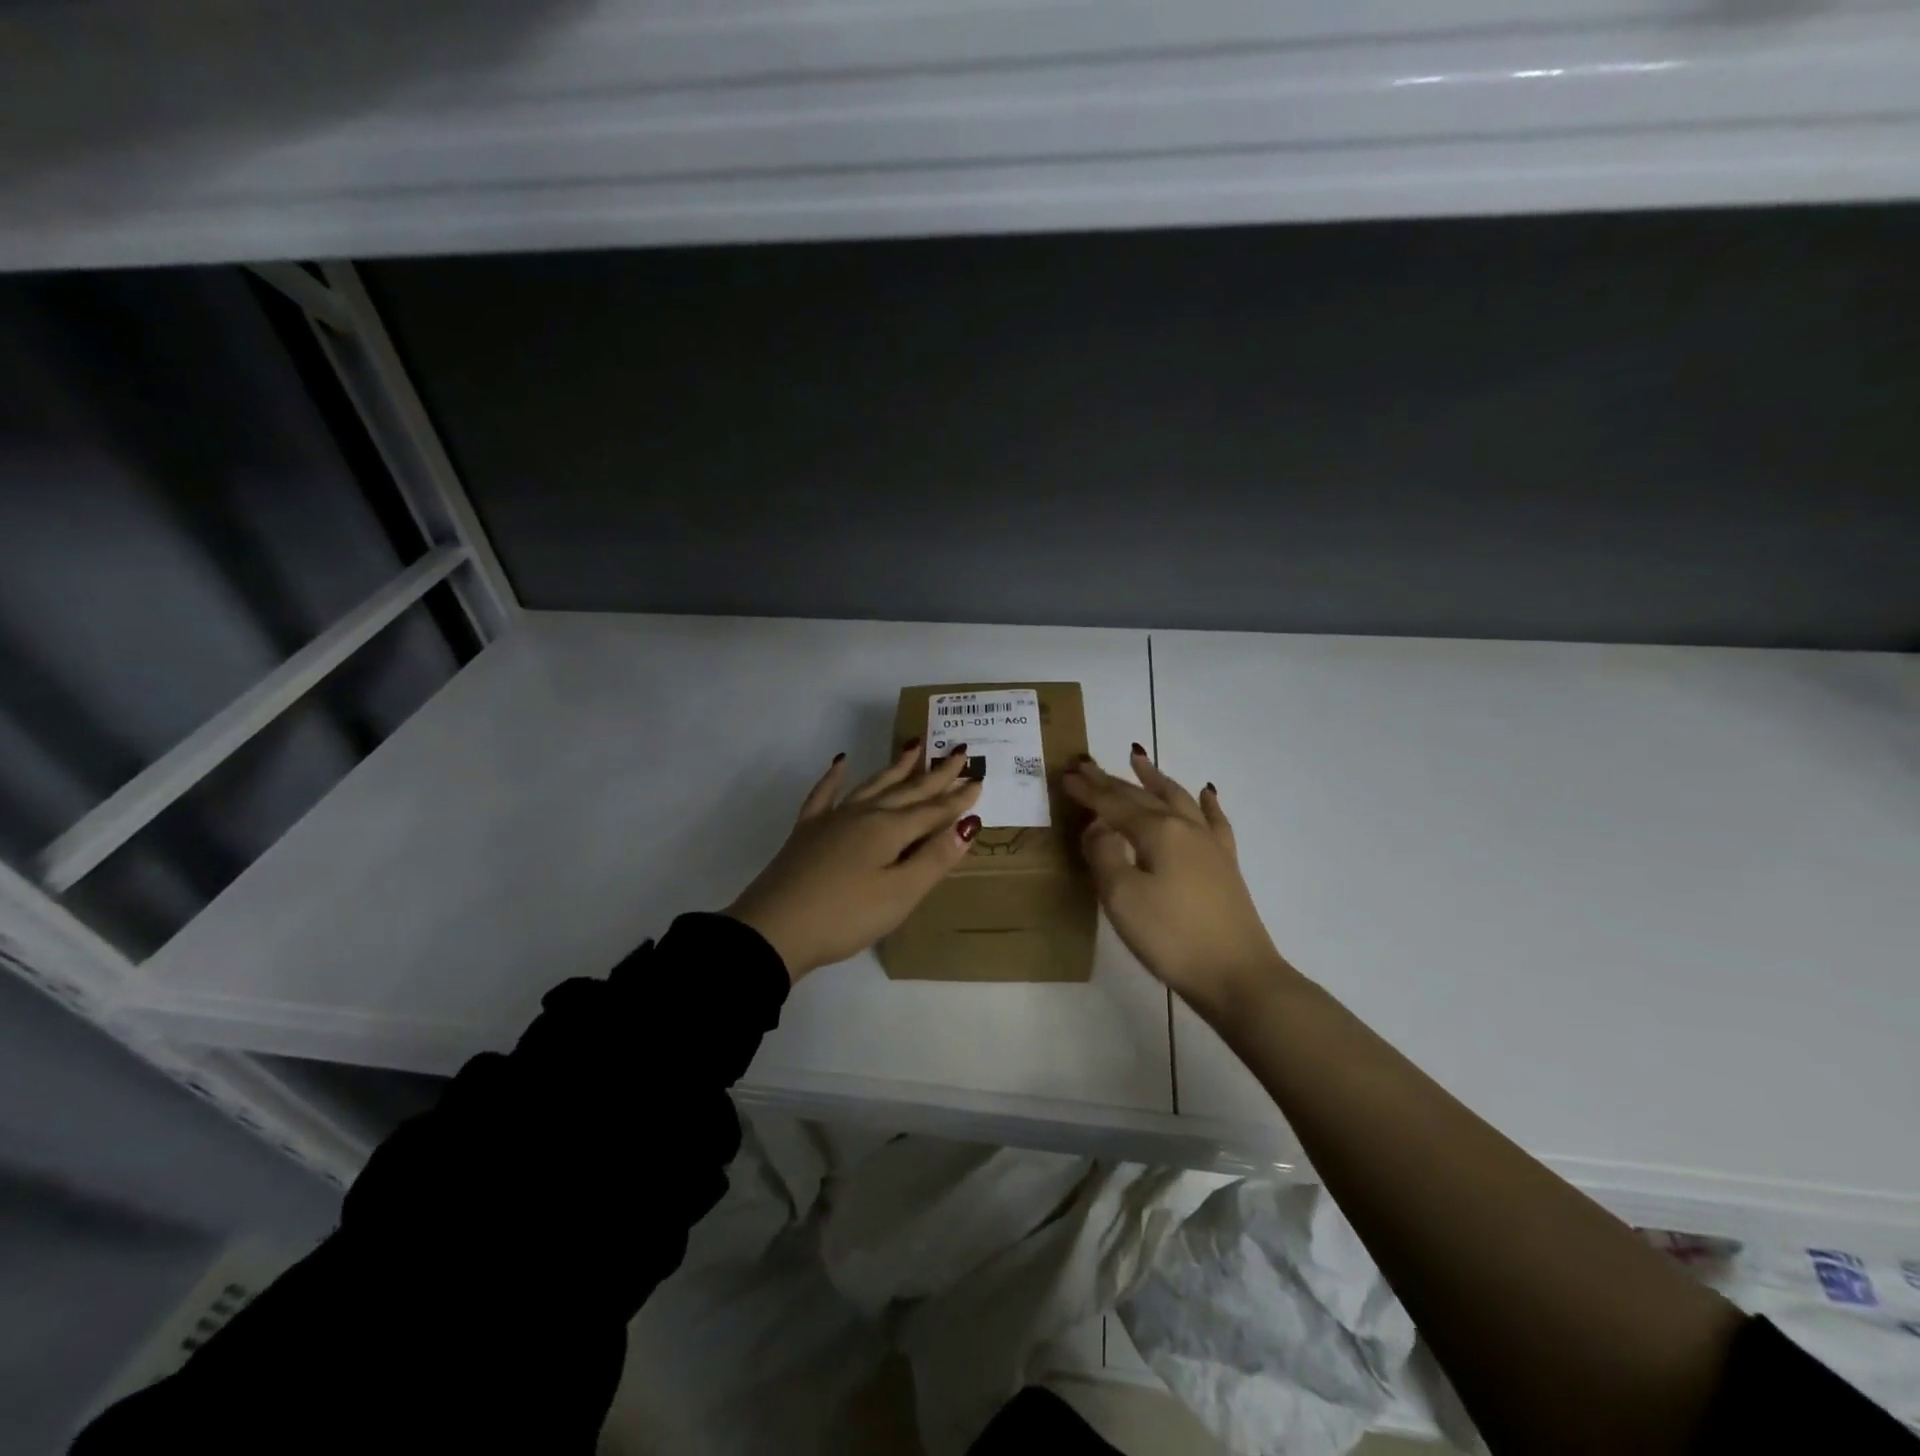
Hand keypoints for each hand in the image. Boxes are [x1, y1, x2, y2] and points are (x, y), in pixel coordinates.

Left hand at [726, 742, 984, 980]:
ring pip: (873, 784)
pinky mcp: (807, 831)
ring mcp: (832, 819)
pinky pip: (825, 794)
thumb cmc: (846, 916)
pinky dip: (834, 777)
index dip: (958, 798)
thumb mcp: (900, 893)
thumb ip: (935, 858)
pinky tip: (840, 762)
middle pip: (907, 790)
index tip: (979, 778)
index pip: (933, 810)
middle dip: (935, 773)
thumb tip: (969, 823)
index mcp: (890, 829)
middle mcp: (864, 814)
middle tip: (959, 750)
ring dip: (896, 767)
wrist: (774, 930)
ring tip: (915, 745)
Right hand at [1063, 747, 1298, 1017]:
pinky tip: (1206, 793)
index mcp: (1158, 831)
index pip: (1114, 804)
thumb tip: (1097, 827)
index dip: (1088, 791)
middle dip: (1111, 780)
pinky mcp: (1225, 865)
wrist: (1238, 976)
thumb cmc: (1172, 937)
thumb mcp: (1122, 897)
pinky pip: (1214, 821)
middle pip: (1142, 796)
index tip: (1066, 775)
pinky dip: (1206, 803)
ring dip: (1154, 778)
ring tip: (1138, 759)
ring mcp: (1210, 844)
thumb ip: (1104, 855)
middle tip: (1086, 765)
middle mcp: (1185, 827)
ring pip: (1177, 798)